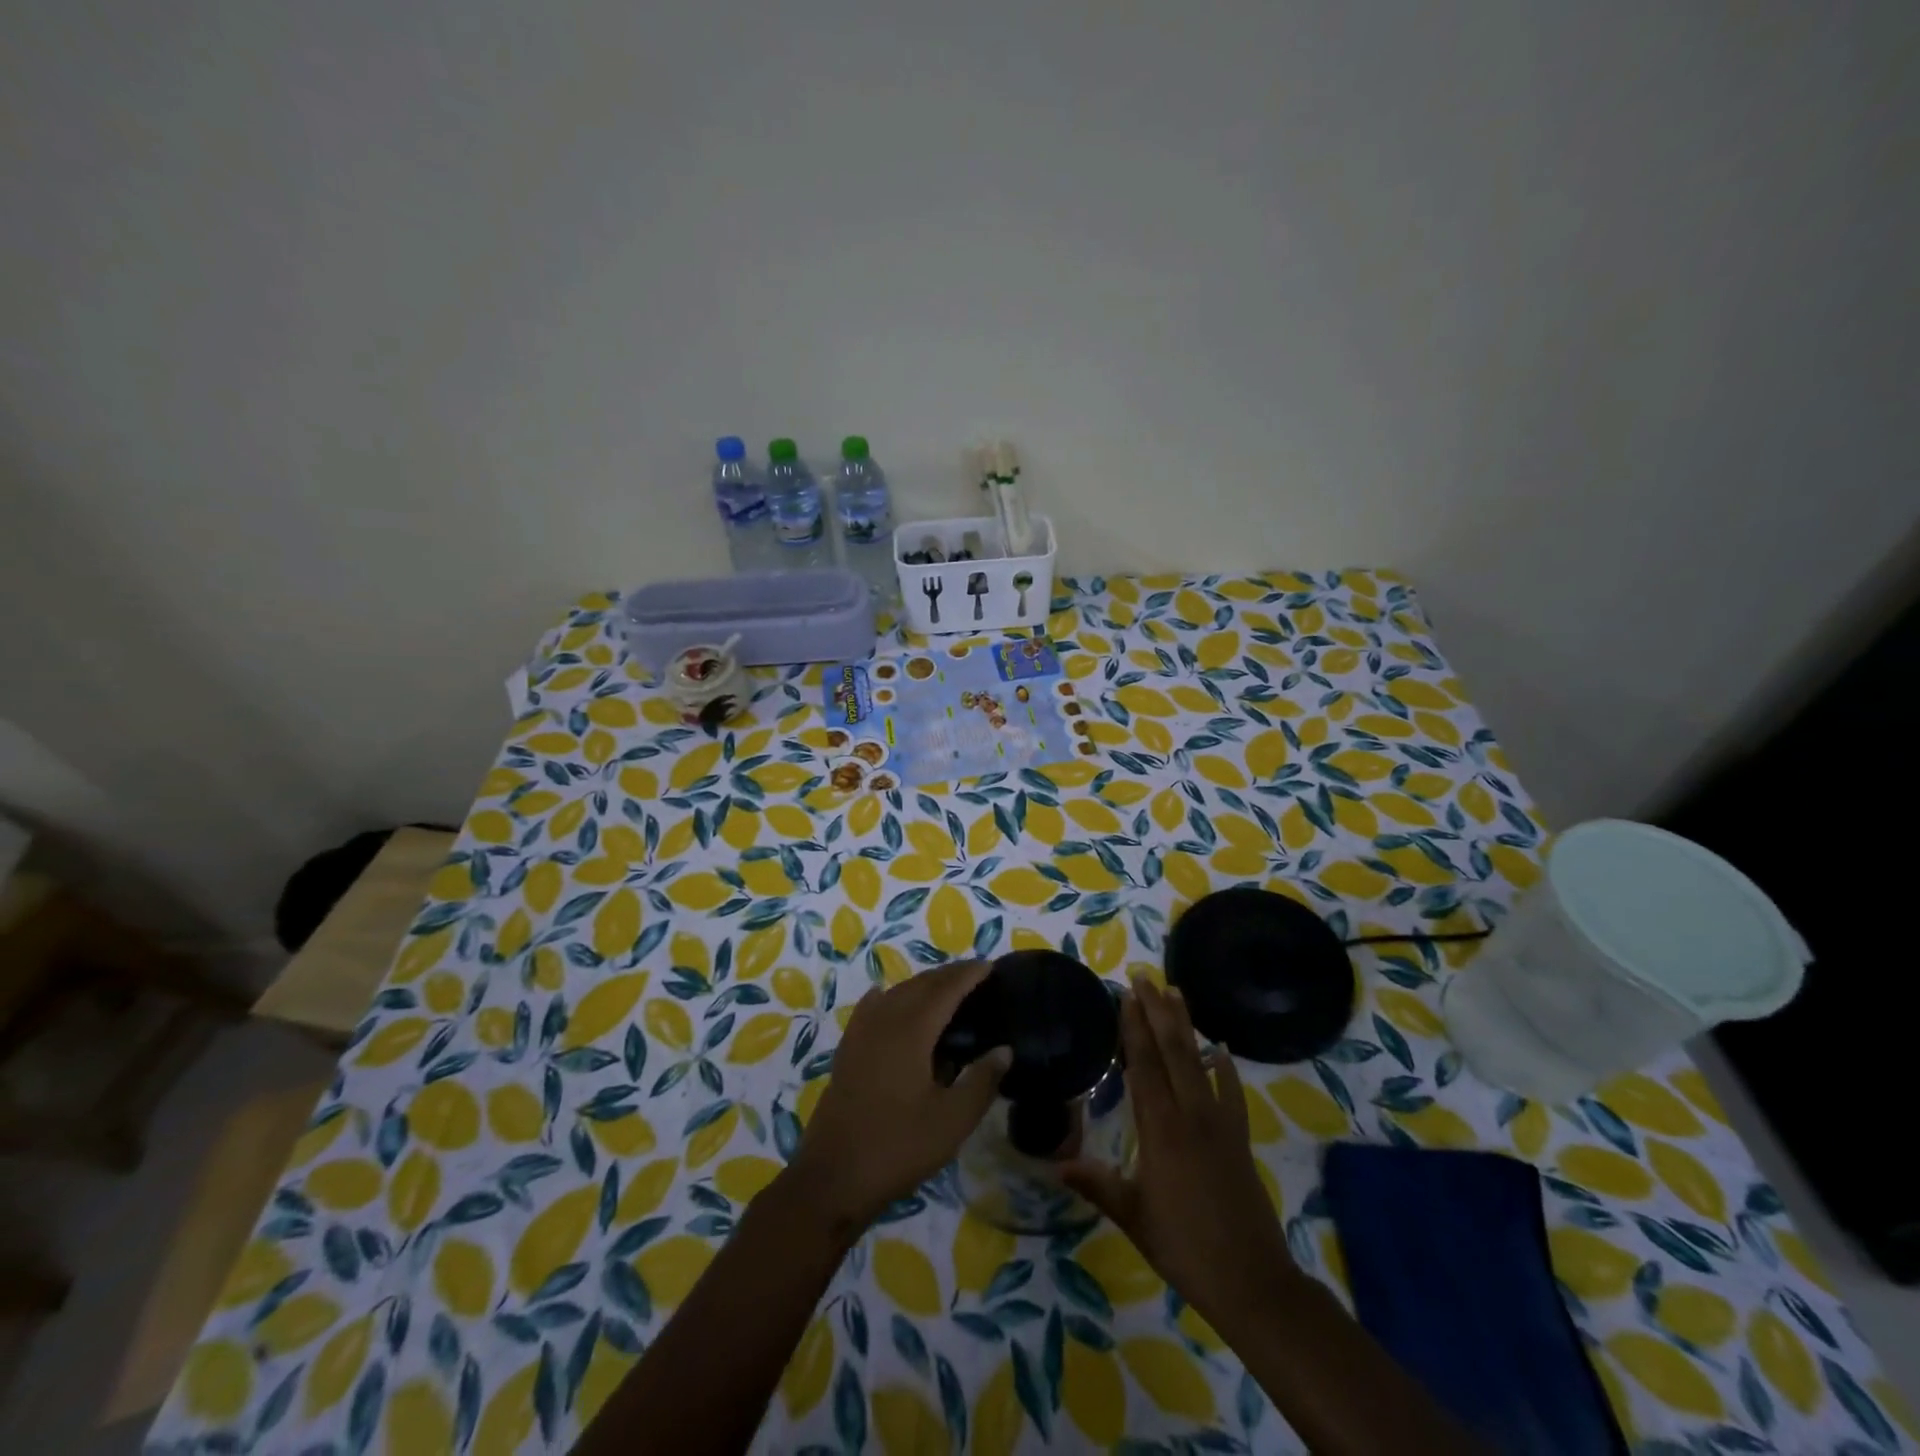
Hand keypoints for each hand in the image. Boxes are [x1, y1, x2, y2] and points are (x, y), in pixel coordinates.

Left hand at [788, 959, 1009, 1234]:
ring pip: (895, 993)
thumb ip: (981, 1081)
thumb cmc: (898, 1148)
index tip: (990, 965)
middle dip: (947, 975)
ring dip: (921, 984)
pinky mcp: (847, 1051)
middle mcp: (884, 1021)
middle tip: (974, 974)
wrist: (833, 1177)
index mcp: (911, 1031)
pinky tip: (887, 999)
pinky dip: (888, 998)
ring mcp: (860, 1034)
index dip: (968, 975)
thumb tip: (1004, 1049)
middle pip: (919, 985)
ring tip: (944, 988)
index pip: (945, 990)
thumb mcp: (952, 1121)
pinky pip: (871, 1008)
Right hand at [1062, 978, 1296, 1333]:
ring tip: (1177, 992)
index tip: (1126, 995)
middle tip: (1145, 977)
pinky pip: (1233, 1093)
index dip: (1134, 1028)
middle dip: (1157, 1011)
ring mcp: (1220, 1124)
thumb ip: (1097, 1184)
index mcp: (1160, 1130)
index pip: (1143, 1066)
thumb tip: (1055, 1164)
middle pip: (1172, 1051)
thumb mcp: (1133, 1217)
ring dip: (1186, 1025)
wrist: (1252, 1281)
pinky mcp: (1240, 1138)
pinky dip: (1226, 1068)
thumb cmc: (1184, 1247)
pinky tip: (1221, 1048)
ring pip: (1199, 1062)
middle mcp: (1190, 1115)